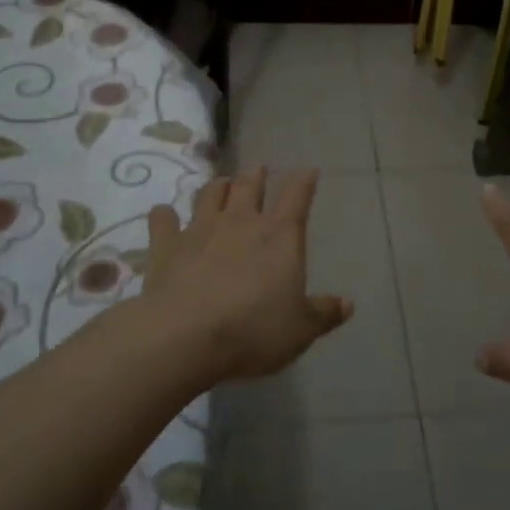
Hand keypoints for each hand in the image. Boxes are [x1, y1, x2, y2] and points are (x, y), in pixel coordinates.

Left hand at [141, 166, 351, 382]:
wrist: (184, 337)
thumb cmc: (253, 330)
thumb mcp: (300, 330)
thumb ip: (323, 314)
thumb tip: (347, 304)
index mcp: (280, 235)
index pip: (297, 195)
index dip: (304, 180)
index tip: (308, 171)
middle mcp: (241, 221)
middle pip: (250, 185)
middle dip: (256, 175)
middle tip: (259, 171)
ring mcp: (200, 229)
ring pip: (210, 193)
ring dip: (218, 187)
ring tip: (222, 186)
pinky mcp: (166, 245)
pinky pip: (163, 220)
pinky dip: (165, 215)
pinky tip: (164, 215)